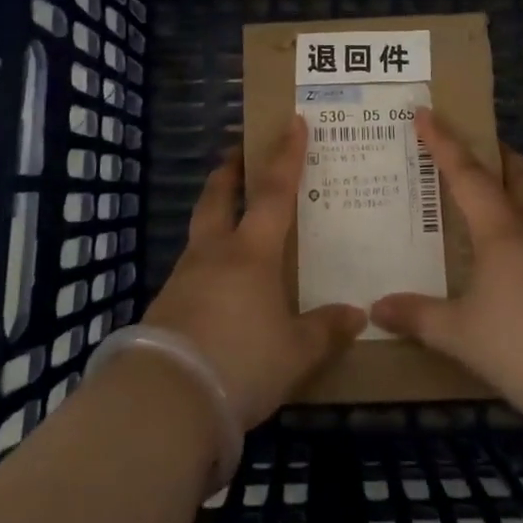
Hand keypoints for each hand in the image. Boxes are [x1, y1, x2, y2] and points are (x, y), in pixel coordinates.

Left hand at [142, 116, 366, 428]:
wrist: (165, 400)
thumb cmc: (241, 363)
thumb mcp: (295, 353)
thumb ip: (325, 330)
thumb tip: (356, 314)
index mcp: (251, 253)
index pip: (273, 192)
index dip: (286, 155)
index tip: (292, 122)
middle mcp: (214, 253)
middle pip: (219, 196)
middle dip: (231, 170)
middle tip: (239, 151)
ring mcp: (184, 276)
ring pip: (201, 230)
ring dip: (215, 213)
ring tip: (233, 220)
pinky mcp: (166, 304)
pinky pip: (192, 267)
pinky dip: (207, 259)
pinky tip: (218, 283)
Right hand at [372, 111, 522, 430]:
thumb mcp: (461, 334)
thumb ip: (419, 318)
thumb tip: (377, 309)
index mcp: (502, 229)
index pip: (466, 172)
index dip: (443, 141)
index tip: (426, 112)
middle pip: (520, 174)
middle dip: (498, 155)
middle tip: (476, 149)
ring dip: (518, 192)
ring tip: (493, 206)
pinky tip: (519, 263)